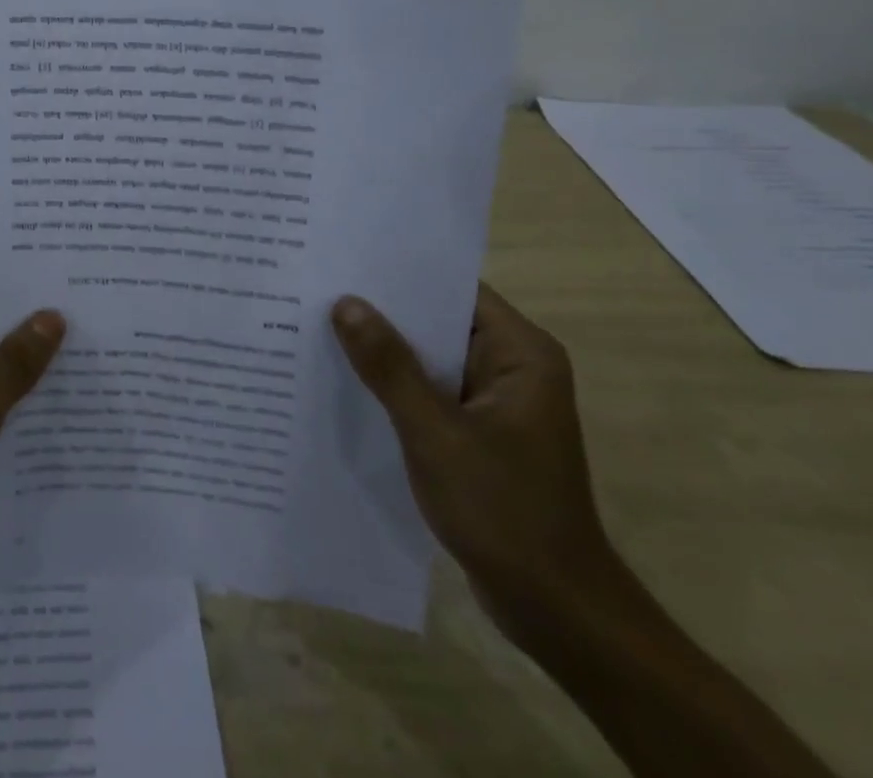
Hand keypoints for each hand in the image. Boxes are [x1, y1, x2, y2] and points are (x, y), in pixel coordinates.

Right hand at [332, 284, 623, 644]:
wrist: (556, 612)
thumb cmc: (504, 511)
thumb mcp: (436, 433)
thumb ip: (389, 366)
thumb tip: (345, 303)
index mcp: (520, 353)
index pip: (451, 289)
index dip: (398, 273)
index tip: (343, 260)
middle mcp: (511, 367)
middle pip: (437, 321)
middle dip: (381, 312)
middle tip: (316, 289)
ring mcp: (495, 402)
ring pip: (428, 358)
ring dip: (383, 351)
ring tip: (317, 325)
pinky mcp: (478, 433)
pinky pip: (429, 392)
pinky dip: (393, 386)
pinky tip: (345, 381)